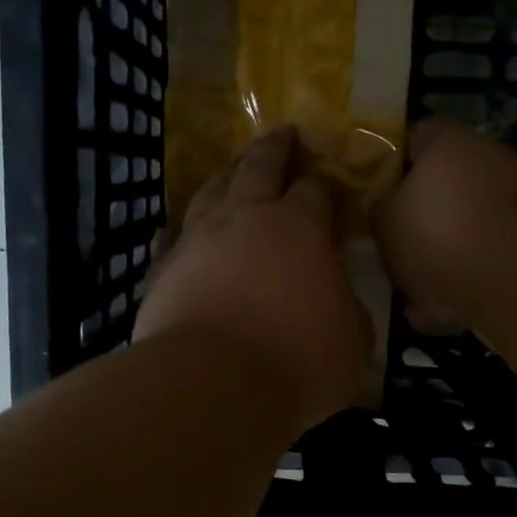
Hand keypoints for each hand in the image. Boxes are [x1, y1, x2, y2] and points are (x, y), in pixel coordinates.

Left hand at [136, 125, 371, 432]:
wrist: (211, 386)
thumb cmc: (297, 362)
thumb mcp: (352, 343)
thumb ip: (349, 313)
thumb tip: (341, 304)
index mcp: (300, 227)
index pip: (315, 189)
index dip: (323, 181)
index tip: (326, 180)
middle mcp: (246, 218)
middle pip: (258, 167)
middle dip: (274, 147)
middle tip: (281, 131)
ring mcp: (197, 240)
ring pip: (210, 193)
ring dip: (225, 178)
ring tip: (230, 173)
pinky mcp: (163, 270)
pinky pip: (171, 239)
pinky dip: (179, 232)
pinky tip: (177, 232)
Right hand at [372, 119, 516, 331]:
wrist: (516, 278)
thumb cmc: (439, 233)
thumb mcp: (384, 221)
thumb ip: (379, 210)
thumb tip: (385, 210)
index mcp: (449, 142)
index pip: (411, 139)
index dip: (387, 166)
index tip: (369, 195)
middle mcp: (487, 161)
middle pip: (440, 188)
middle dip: (416, 221)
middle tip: (388, 248)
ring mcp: (514, 203)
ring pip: (462, 231)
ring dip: (438, 259)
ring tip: (409, 293)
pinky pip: (484, 263)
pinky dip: (462, 285)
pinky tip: (438, 314)